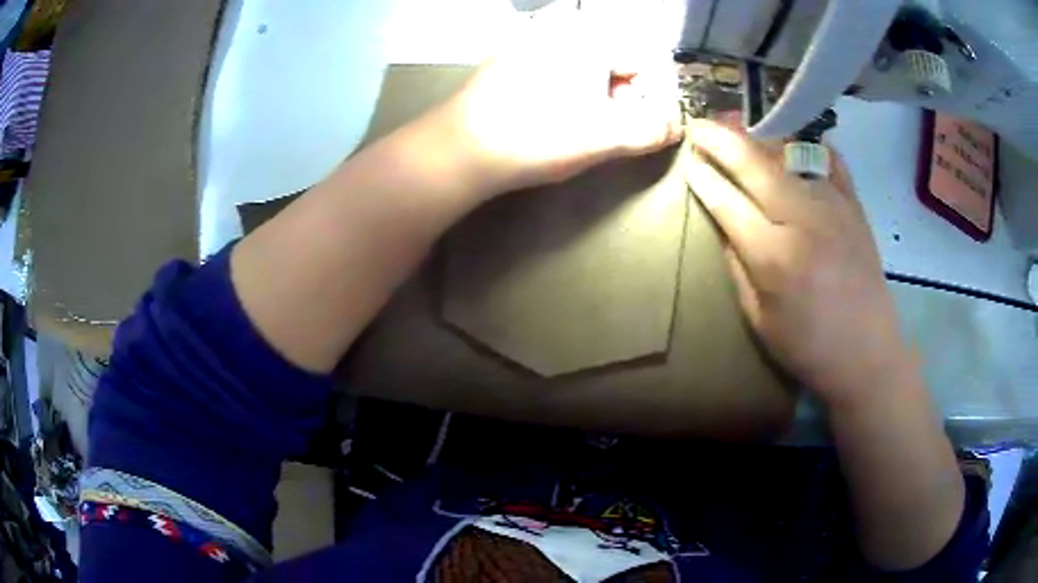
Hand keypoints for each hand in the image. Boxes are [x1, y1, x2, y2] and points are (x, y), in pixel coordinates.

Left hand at [423, 18, 683, 197]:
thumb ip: (652, 129)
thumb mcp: (606, 137)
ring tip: (577, 126)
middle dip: (621, 96)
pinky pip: (556, 66)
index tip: (636, 128)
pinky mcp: (509, 55)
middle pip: (615, 61)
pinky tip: (550, 114)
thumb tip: (675, 124)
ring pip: (586, 64)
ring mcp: (531, 37)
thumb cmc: (538, 137)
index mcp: (591, 36)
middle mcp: (562, 26)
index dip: (649, 99)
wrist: (460, 148)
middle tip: (604, 130)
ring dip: (594, 95)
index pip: (646, 62)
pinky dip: (565, 88)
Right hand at [684, 118, 915, 407]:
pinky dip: (808, 143)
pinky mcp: (854, 205)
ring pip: (789, 154)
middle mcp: (803, 219)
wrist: (868, 352)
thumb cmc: (808, 346)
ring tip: (736, 122)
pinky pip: (829, 160)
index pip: (727, 202)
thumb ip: (738, 265)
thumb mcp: (759, 318)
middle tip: (699, 124)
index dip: (703, 178)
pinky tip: (792, 137)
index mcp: (774, 256)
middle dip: (721, 140)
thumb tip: (723, 223)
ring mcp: (833, 206)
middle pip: (755, 165)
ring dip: (757, 135)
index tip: (687, 161)